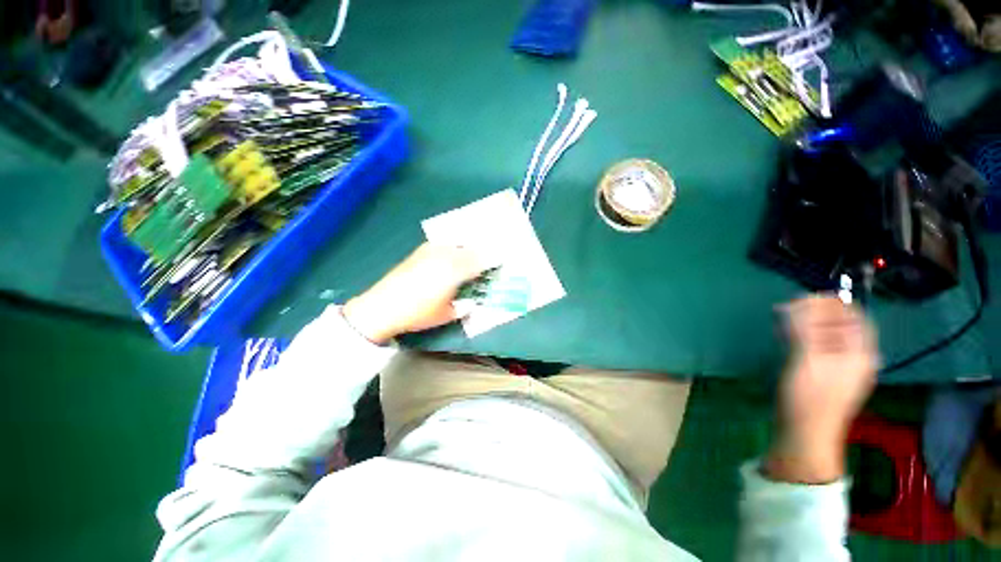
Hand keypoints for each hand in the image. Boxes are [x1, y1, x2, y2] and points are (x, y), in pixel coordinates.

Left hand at [341, 243, 485, 343]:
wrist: (383, 306)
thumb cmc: (419, 313)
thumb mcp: (446, 315)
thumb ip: (464, 307)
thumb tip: (472, 302)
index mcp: (455, 271)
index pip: (480, 261)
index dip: (492, 261)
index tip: (500, 262)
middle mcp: (445, 256)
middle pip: (470, 249)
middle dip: (481, 252)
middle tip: (489, 257)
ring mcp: (431, 251)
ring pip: (456, 244)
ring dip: (467, 248)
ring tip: (472, 253)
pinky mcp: (420, 252)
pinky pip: (442, 244)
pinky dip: (451, 247)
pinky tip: (451, 252)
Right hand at [765, 295, 878, 483]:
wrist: (805, 433)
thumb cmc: (809, 397)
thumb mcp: (806, 359)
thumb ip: (802, 329)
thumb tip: (792, 304)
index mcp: (859, 351)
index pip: (852, 314)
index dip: (829, 303)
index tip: (800, 299)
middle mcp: (855, 355)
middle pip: (839, 323)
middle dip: (813, 312)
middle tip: (785, 310)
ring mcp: (840, 365)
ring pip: (826, 333)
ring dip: (805, 323)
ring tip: (781, 321)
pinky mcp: (824, 372)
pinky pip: (817, 345)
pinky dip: (802, 335)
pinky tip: (786, 337)